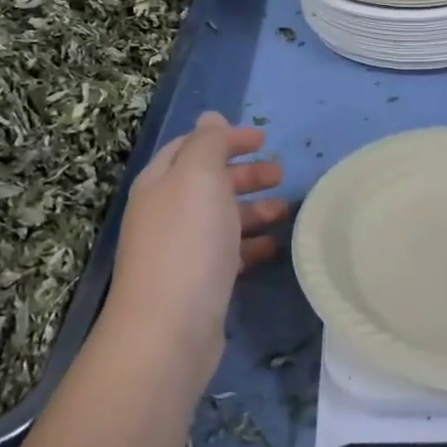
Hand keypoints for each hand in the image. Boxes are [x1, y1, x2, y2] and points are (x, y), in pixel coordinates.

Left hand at [103, 112, 285, 383]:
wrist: (168, 330)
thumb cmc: (187, 242)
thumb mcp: (199, 177)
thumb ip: (208, 143)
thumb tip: (210, 116)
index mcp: (160, 182)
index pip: (192, 147)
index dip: (226, 138)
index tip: (263, 140)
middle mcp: (165, 212)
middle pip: (208, 182)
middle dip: (244, 174)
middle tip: (281, 174)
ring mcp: (180, 250)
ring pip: (221, 218)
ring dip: (253, 209)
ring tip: (285, 211)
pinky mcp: (197, 283)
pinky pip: (227, 253)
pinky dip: (250, 244)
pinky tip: (273, 247)